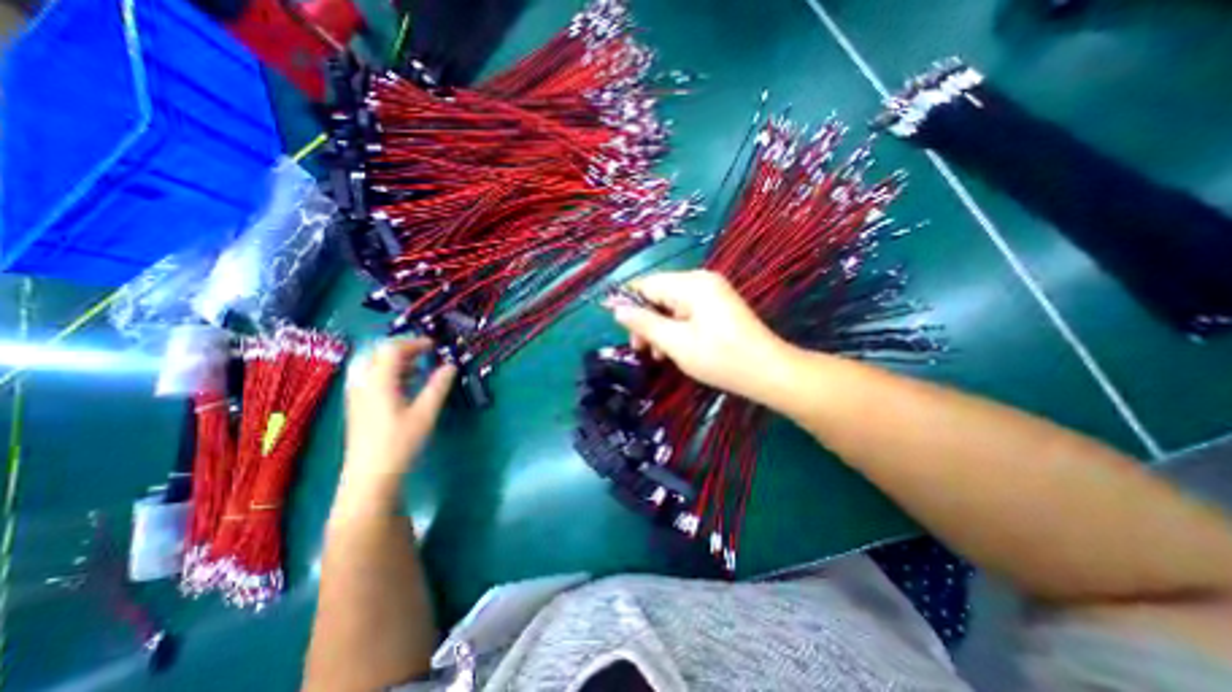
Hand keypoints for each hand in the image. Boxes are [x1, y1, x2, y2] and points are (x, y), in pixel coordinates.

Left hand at [339, 338, 455, 484]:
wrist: (370, 476)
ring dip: (395, 361)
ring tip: (418, 368)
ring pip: (372, 365)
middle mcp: (364, 383)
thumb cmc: (400, 443)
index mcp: (379, 382)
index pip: (393, 349)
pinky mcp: (358, 406)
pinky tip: (405, 385)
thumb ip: (438, 386)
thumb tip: (451, 365)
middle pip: (378, 353)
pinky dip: (389, 373)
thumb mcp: (425, 413)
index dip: (414, 343)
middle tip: (424, 353)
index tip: (435, 346)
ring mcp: (357, 395)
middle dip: (402, 349)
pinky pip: (370, 377)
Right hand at [608, 267, 798, 400]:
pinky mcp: (717, 307)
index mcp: (692, 284)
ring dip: (660, 329)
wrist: (769, 373)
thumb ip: (645, 323)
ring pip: (671, 306)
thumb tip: (617, 309)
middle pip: (659, 295)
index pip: (647, 284)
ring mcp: (712, 294)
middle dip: (646, 321)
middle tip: (640, 349)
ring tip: (656, 356)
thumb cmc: (721, 358)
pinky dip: (676, 330)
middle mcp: (701, 281)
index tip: (619, 328)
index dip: (629, 304)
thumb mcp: (676, 342)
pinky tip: (673, 350)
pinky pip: (686, 313)